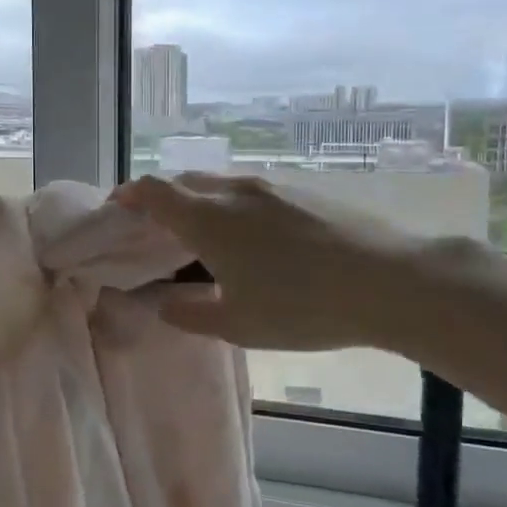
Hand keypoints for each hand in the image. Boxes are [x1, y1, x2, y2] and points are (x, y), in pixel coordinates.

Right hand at [113, 173, 427, 350]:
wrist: (390, 280)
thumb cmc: (303, 306)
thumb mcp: (237, 324)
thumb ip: (190, 313)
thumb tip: (164, 303)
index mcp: (208, 219)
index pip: (152, 190)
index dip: (128, 196)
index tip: (116, 209)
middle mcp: (234, 191)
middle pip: (184, 182)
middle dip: (161, 200)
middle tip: (157, 231)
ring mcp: (272, 186)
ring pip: (220, 186)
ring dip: (201, 203)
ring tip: (206, 239)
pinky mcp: (303, 190)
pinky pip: (251, 192)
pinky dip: (234, 208)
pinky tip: (255, 241)